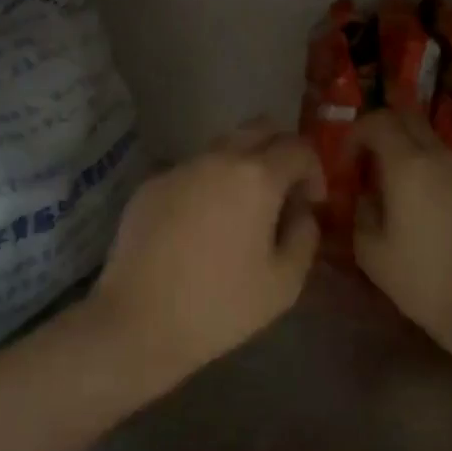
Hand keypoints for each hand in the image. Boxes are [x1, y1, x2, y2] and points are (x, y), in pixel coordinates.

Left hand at [91, 118, 324, 386]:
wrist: (137, 321)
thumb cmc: (220, 306)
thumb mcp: (284, 283)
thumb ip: (305, 236)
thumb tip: (300, 212)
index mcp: (256, 177)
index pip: (298, 148)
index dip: (314, 171)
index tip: (311, 203)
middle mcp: (216, 159)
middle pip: (259, 129)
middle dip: (279, 152)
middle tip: (282, 193)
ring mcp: (178, 169)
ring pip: (221, 148)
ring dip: (241, 167)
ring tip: (239, 213)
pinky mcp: (149, 186)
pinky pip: (190, 172)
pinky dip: (206, 186)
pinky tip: (199, 228)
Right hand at [349, 110, 451, 346]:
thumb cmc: (421, 281)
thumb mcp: (370, 251)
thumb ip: (361, 210)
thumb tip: (366, 194)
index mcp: (409, 166)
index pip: (379, 121)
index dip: (357, 133)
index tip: (350, 162)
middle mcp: (445, 157)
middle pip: (411, 120)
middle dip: (386, 135)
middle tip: (374, 167)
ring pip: (438, 148)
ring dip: (417, 161)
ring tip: (411, 199)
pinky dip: (446, 182)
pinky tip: (446, 219)